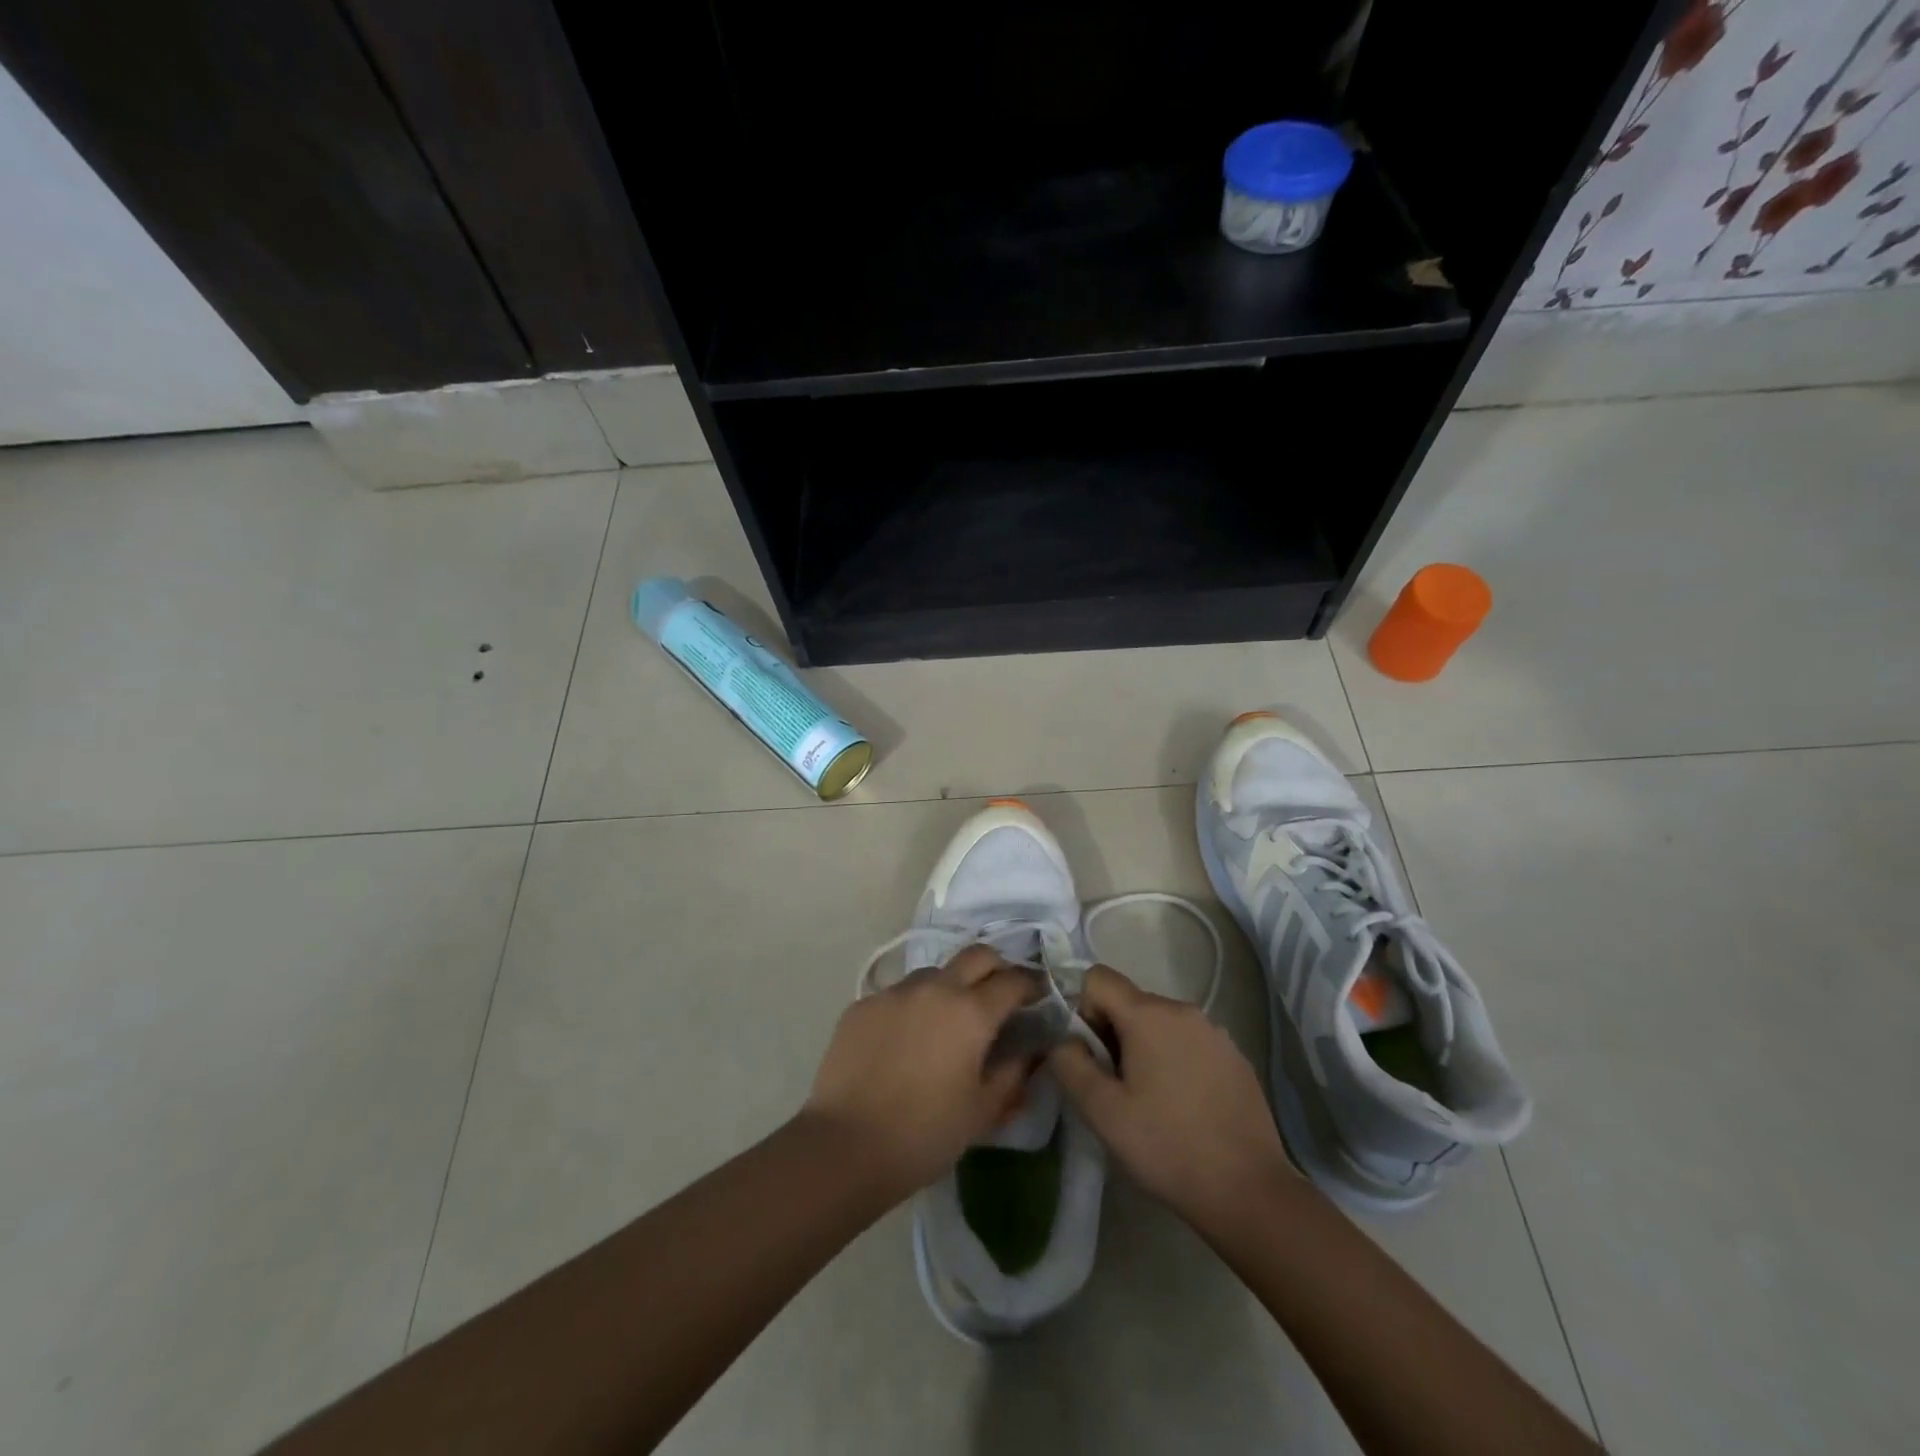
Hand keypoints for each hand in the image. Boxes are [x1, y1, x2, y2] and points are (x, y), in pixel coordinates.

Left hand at [803, 945, 1038, 1199]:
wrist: (845, 1146)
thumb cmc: (925, 1134)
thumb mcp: (982, 1111)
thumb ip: (1013, 1073)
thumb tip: (1031, 1050)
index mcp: (971, 1012)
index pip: (1013, 980)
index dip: (1031, 985)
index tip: (1038, 997)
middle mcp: (935, 988)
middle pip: (977, 955)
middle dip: (996, 968)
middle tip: (998, 997)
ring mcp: (894, 992)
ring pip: (934, 972)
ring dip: (951, 986)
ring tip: (947, 1021)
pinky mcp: (862, 1004)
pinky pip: (898, 993)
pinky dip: (913, 1006)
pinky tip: (906, 1040)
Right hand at [1049, 963, 1295, 1228]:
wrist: (1249, 1191)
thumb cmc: (1166, 1146)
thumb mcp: (1102, 1112)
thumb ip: (1070, 1064)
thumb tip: (1064, 1040)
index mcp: (1149, 1014)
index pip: (1098, 978)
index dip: (1081, 1009)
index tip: (1088, 1055)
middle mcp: (1184, 1010)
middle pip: (1129, 1001)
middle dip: (1111, 1033)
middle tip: (1114, 1086)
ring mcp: (1215, 1032)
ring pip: (1160, 1023)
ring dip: (1143, 1048)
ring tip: (1149, 1100)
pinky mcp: (1235, 1057)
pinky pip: (1189, 1042)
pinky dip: (1175, 1060)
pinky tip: (1182, 1107)